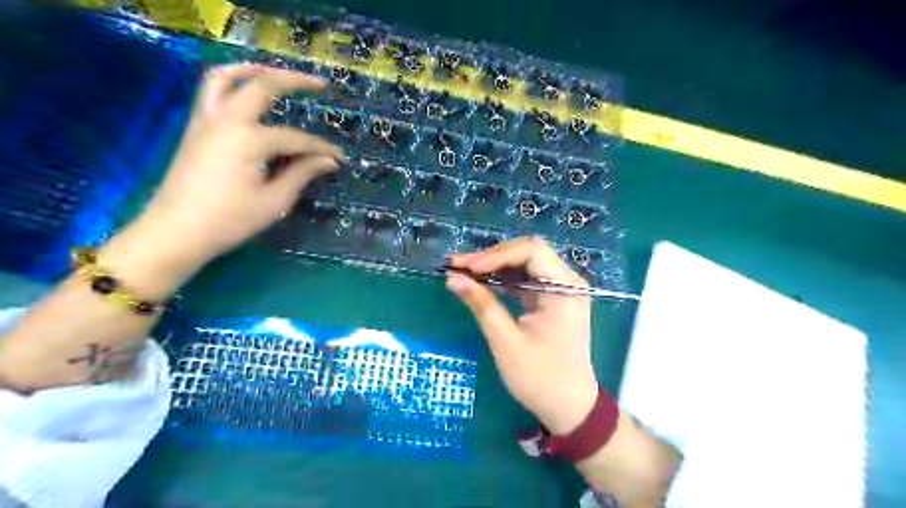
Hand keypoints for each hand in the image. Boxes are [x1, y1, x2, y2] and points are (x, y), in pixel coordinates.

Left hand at [115, 63, 346, 281]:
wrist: (175, 232)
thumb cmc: (230, 220)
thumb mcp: (274, 201)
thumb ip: (302, 174)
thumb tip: (329, 161)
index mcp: (249, 140)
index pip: (296, 139)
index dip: (322, 148)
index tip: (341, 158)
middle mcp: (226, 120)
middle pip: (262, 86)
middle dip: (295, 81)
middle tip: (320, 84)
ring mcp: (206, 120)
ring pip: (225, 77)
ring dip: (253, 69)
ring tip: (277, 73)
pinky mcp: (196, 128)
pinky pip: (211, 91)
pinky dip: (231, 82)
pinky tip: (247, 92)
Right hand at [447, 237, 598, 432]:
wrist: (569, 408)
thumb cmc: (540, 378)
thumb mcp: (506, 341)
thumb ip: (481, 305)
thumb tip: (453, 278)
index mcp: (565, 289)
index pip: (532, 251)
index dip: (496, 255)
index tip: (467, 268)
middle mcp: (567, 282)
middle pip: (528, 253)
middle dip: (492, 257)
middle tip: (459, 266)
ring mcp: (561, 290)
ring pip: (524, 264)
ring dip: (494, 267)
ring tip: (463, 272)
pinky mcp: (552, 301)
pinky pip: (525, 280)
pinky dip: (502, 281)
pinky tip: (480, 284)